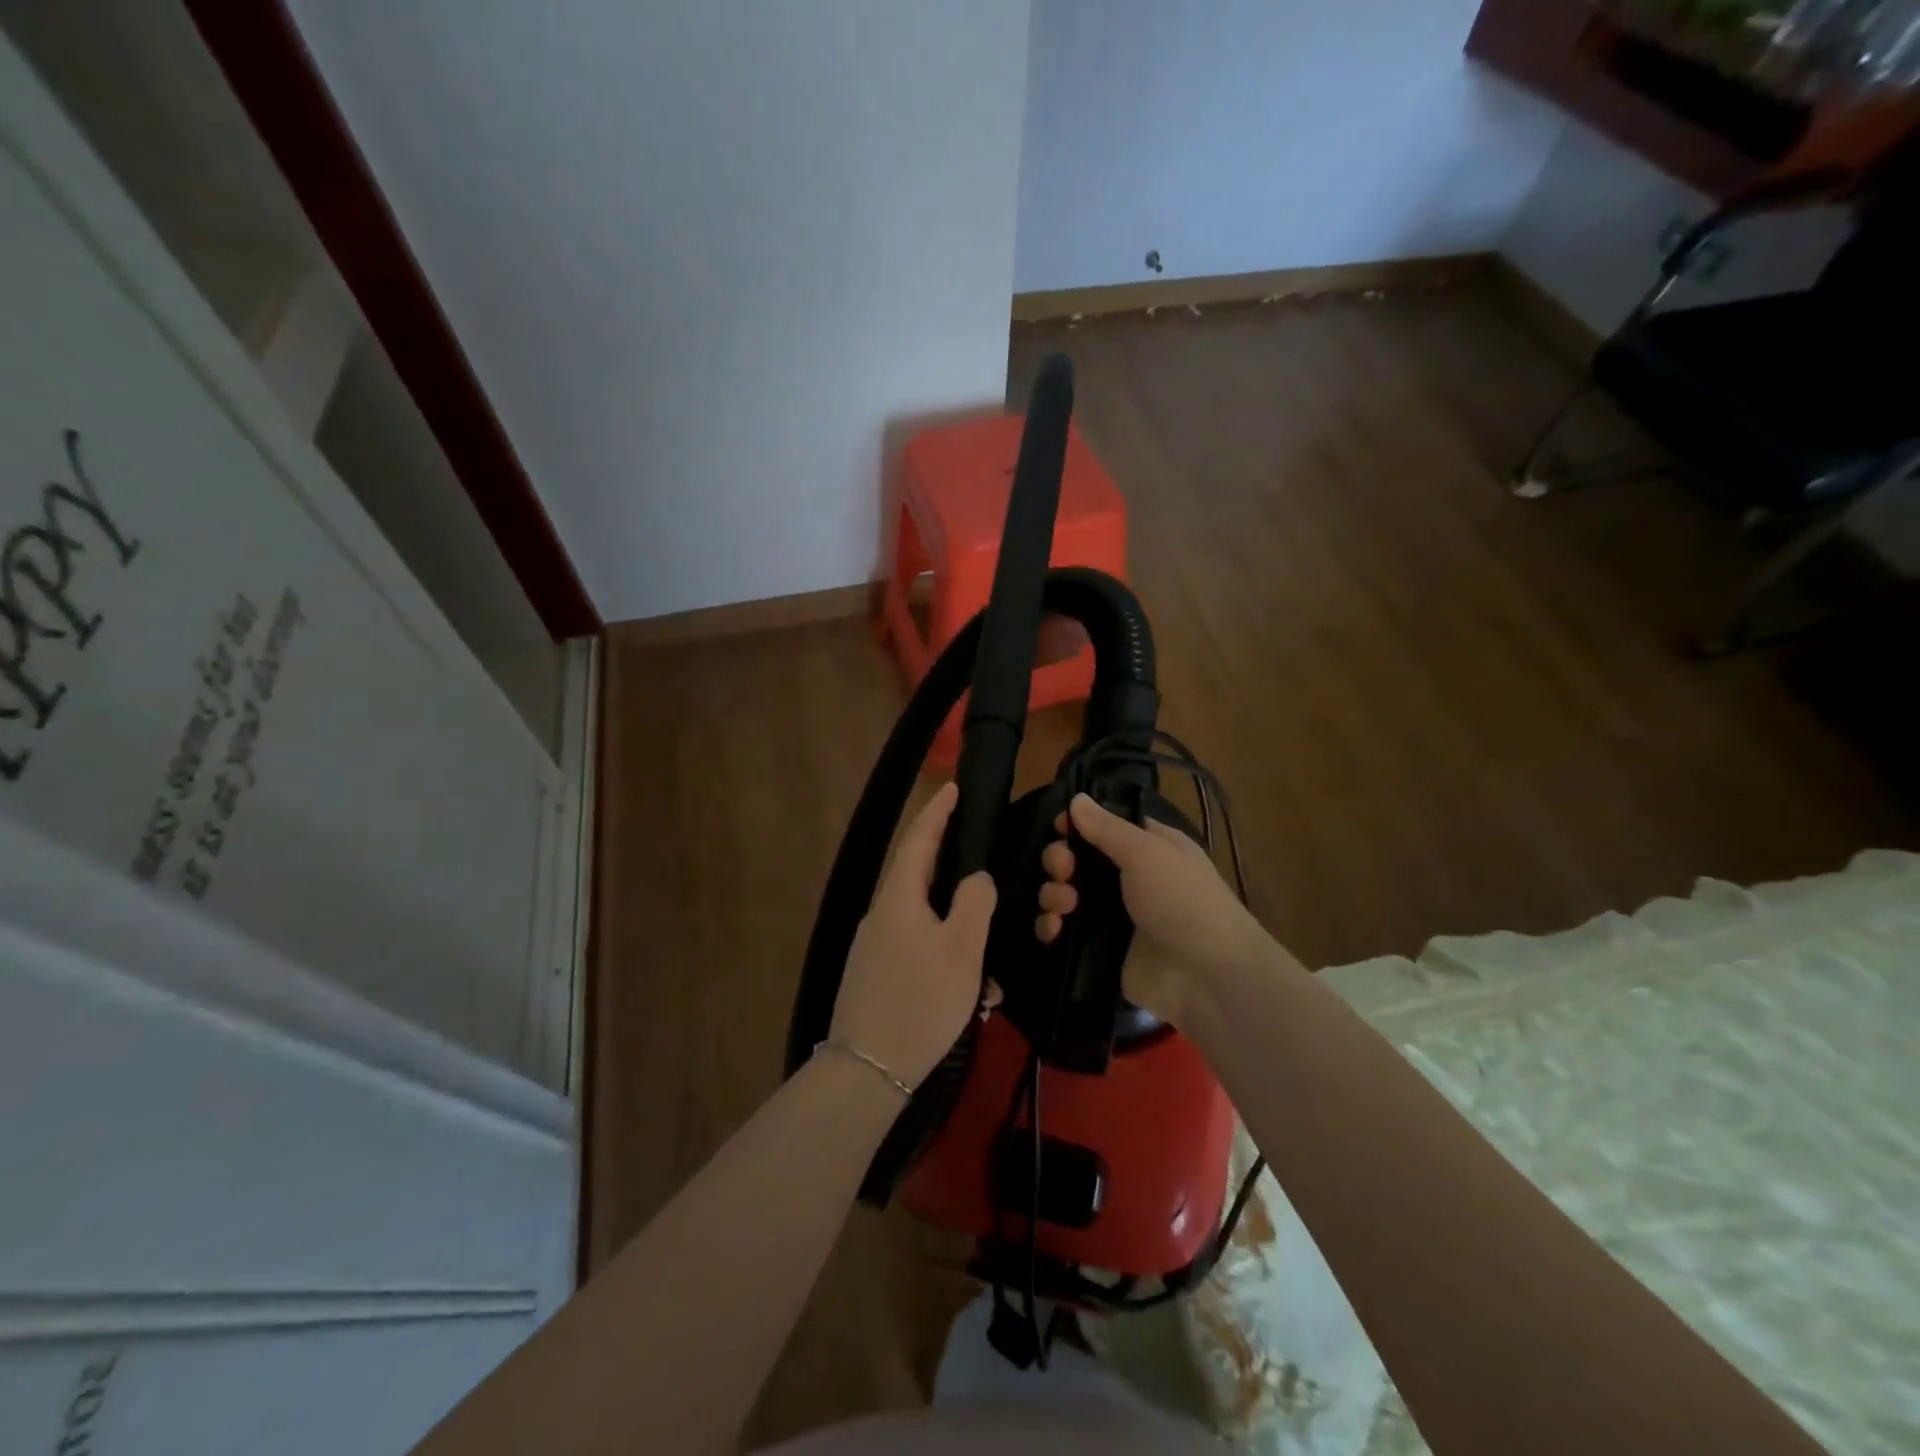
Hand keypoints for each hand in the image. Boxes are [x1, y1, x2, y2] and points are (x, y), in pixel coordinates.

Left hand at [831, 782, 997, 1089]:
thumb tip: (976, 878)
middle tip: (978, 850)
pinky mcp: (877, 972)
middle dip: (948, 859)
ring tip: (985, 933)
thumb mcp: (961, 950)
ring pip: (921, 913)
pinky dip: (943, 947)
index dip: (937, 811)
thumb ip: (973, 904)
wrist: (868, 1070)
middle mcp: (881, 913)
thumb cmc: (920, 1002)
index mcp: (899, 897)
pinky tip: (967, 976)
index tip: (953, 787)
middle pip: (917, 872)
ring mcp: (875, 945)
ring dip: (952, 917)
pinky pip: (916, 943)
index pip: (918, 839)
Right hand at [1036, 793, 1266, 1023]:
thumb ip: (1106, 827)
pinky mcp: (1099, 950)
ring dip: (1053, 894)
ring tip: (1064, 904)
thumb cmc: (1182, 899)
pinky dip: (1051, 927)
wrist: (1206, 974)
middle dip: (1060, 860)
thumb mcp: (1146, 852)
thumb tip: (1076, 798)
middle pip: (1076, 860)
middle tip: (1063, 870)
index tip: (1060, 828)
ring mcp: (1112, 917)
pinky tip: (1054, 930)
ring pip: (1065, 895)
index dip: (1077, 825)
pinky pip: (1063, 933)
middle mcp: (1127, 879)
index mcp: (1146, 848)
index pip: (1102, 827)